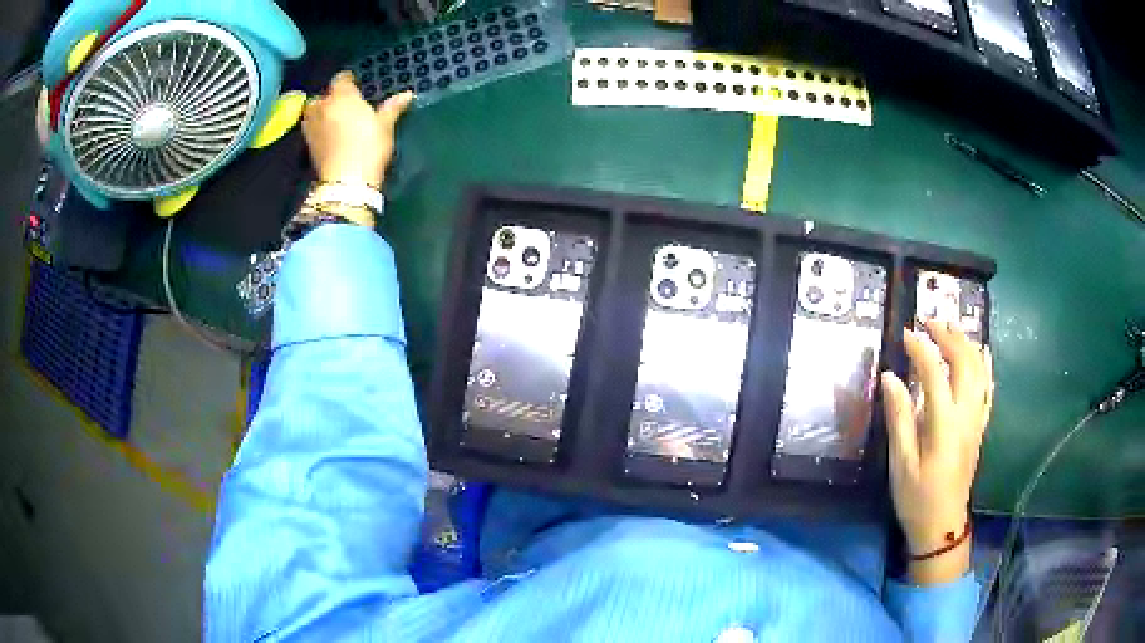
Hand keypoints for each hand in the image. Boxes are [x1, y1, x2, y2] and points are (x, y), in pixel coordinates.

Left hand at [302, 72, 413, 189]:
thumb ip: (392, 108)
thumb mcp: (384, 126)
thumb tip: (407, 94)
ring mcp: (312, 128)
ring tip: (333, 121)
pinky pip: (311, 130)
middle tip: (343, 105)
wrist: (346, 181)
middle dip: (330, 99)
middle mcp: (322, 107)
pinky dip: (318, 130)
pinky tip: (329, 137)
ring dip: (320, 114)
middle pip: (322, 97)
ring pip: (312, 114)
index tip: (355, 86)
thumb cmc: (368, 146)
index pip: (341, 79)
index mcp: (342, 96)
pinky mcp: (308, 147)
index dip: (348, 81)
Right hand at [881, 320, 993, 584]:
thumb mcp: (901, 463)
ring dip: (967, 344)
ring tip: (951, 328)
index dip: (921, 349)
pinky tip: (982, 352)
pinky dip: (986, 366)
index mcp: (944, 425)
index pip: (935, 373)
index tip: (906, 332)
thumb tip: (890, 377)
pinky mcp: (979, 428)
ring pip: (980, 371)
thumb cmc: (917, 498)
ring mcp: (976, 420)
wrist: (942, 526)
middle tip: (930, 321)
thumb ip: (899, 418)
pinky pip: (988, 389)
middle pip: (964, 363)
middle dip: (948, 336)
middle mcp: (966, 416)